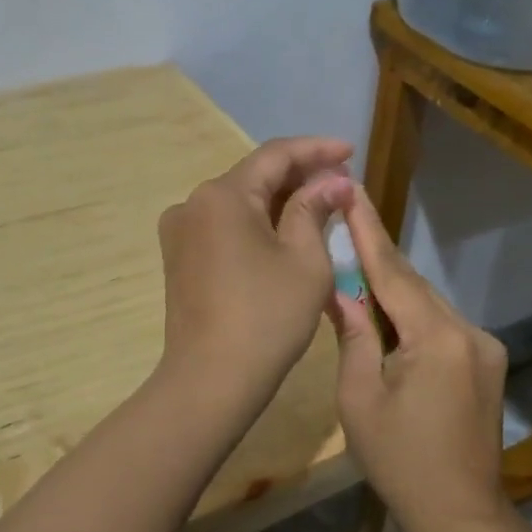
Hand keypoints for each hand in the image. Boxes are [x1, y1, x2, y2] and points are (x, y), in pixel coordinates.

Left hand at [156, 136, 354, 405]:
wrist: (210, 381)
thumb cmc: (267, 317)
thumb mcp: (305, 260)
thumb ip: (315, 209)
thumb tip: (331, 181)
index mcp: (223, 195)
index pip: (276, 155)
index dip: (317, 150)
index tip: (351, 151)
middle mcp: (193, 202)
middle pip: (254, 175)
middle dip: (299, 175)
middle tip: (341, 180)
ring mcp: (181, 231)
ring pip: (239, 201)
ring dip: (279, 199)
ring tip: (321, 203)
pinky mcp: (180, 257)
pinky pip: (225, 225)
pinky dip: (257, 222)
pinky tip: (286, 229)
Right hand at [329, 191, 509, 531]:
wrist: (461, 514)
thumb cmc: (399, 462)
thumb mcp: (360, 399)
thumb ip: (353, 336)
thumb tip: (341, 293)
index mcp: (436, 338)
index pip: (393, 273)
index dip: (368, 232)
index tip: (352, 192)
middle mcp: (469, 331)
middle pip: (413, 285)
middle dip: (377, 257)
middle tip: (346, 219)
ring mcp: (484, 347)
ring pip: (428, 304)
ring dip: (393, 289)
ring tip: (356, 266)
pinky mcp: (487, 362)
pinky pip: (442, 325)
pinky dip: (412, 315)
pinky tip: (387, 314)